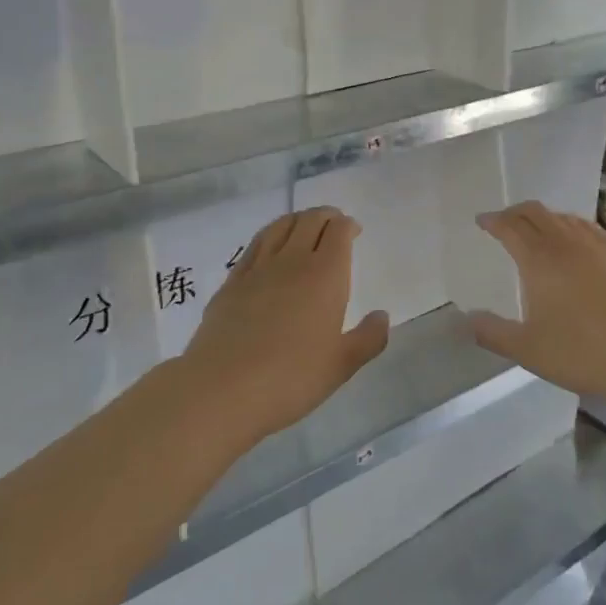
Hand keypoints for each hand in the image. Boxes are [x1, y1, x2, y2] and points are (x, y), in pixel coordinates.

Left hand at [183, 207, 389, 444]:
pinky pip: (254, 246)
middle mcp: (292, 261)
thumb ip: (368, 338)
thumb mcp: (341, 365)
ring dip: (296, 220)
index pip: (338, 232)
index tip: (353, 230)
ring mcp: (257, 269)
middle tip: (333, 223)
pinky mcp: (231, 282)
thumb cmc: (291, 378)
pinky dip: (268, 236)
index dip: (347, 225)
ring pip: (279, 227)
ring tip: (303, 226)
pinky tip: (269, 247)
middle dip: (325, 216)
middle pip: (309, 221)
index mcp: (325, 275)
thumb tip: (382, 316)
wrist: (223, 388)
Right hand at [470, 201, 605, 412]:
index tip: (482, 221)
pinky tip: (580, 246)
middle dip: (516, 213)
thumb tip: (468, 319)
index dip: (493, 221)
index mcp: (539, 258)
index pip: (510, 226)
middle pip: (537, 213)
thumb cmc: (587, 351)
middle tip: (505, 222)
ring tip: (539, 230)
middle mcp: (567, 242)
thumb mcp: (530, 351)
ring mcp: (601, 245)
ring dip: (546, 218)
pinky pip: (591, 230)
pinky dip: (574, 228)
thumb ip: (495, 334)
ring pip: (566, 218)